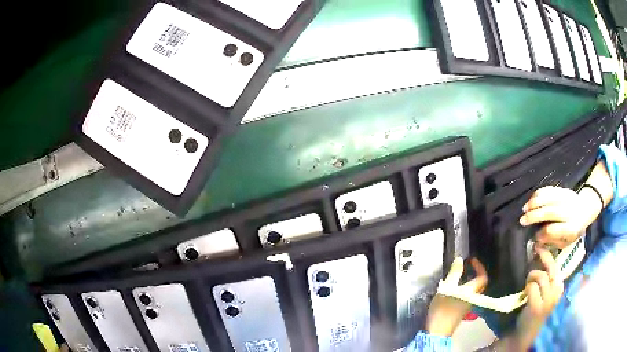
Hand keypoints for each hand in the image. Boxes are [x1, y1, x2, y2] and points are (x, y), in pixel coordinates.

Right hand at [426, 257, 487, 336]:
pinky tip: (456, 289)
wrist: (438, 331)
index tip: (472, 260)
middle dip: (477, 274)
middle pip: (480, 284)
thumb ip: (454, 274)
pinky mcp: (462, 311)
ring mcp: (468, 305)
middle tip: (469, 267)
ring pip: (475, 290)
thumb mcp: (446, 288)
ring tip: (462, 276)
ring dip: (471, 281)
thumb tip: (460, 260)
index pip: (482, 277)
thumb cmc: (443, 309)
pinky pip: (469, 296)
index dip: (480, 267)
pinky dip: (466, 289)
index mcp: (471, 291)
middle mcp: (473, 297)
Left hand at [514, 246, 563, 349]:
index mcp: (560, 286)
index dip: (548, 254)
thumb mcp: (545, 291)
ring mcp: (548, 300)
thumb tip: (540, 255)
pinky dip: (528, 286)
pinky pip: (532, 287)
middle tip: (535, 249)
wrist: (528, 332)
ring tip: (528, 281)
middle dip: (543, 256)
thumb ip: (546, 278)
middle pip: (551, 267)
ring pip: (541, 276)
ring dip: (532, 276)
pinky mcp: (537, 307)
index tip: (539, 245)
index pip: (556, 265)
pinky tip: (526, 292)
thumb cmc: (536, 308)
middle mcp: (557, 291)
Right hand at [520, 186, 599, 247]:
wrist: (584, 210)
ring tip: (525, 209)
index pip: (553, 230)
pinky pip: (549, 189)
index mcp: (571, 228)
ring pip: (548, 198)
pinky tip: (531, 200)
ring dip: (534, 202)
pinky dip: (538, 194)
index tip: (535, 236)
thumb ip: (552, 241)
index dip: (542, 234)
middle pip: (550, 212)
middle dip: (534, 216)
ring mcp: (567, 198)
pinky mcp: (563, 189)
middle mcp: (570, 211)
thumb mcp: (565, 242)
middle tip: (522, 220)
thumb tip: (538, 239)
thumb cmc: (572, 231)